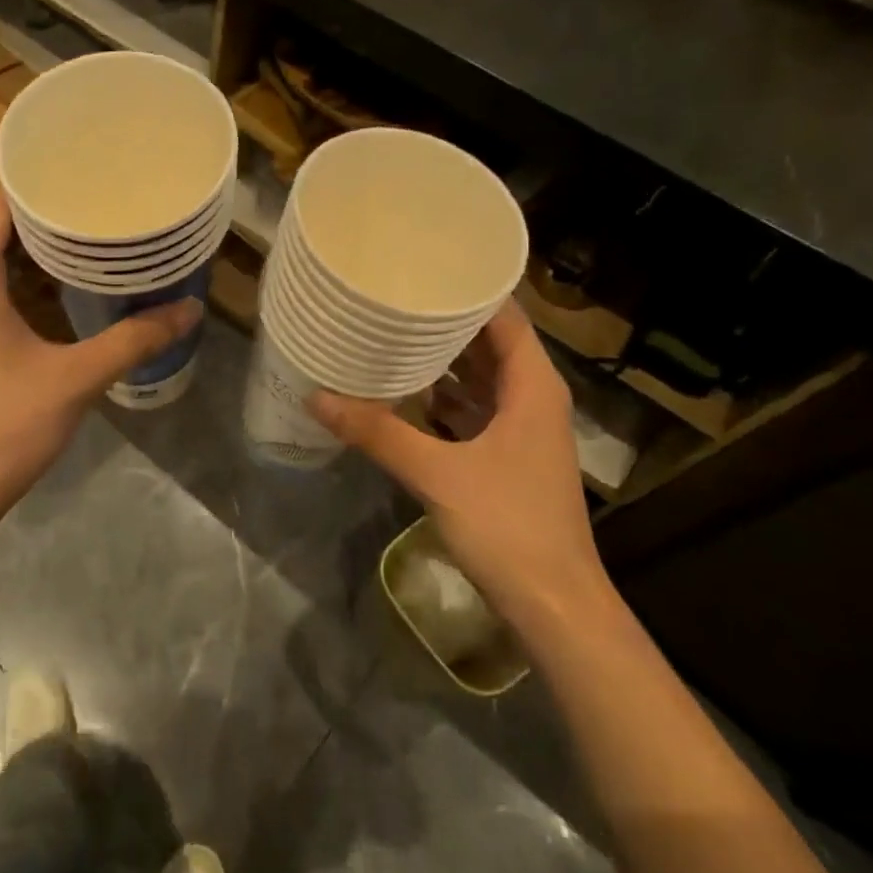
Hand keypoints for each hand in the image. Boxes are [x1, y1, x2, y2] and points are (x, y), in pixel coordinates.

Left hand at [0, 193, 200, 527]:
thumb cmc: (2, 427)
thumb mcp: (75, 379)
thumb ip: (133, 341)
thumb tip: (189, 309)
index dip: (33, 179)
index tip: (78, 163)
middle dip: (44, 212)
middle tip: (97, 196)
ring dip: (36, 249)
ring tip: (90, 233)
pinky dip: (26, 281)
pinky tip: (65, 291)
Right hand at [312, 303, 610, 633]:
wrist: (555, 606)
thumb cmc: (508, 526)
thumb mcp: (437, 474)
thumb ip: (378, 433)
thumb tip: (316, 396)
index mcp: (532, 386)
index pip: (504, 316)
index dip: (469, 288)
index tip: (424, 265)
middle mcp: (533, 398)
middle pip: (490, 343)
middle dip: (446, 320)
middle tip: (395, 294)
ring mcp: (522, 429)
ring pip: (481, 378)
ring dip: (443, 360)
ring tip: (392, 332)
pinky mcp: (508, 457)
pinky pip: (474, 410)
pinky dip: (444, 397)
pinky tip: (405, 392)